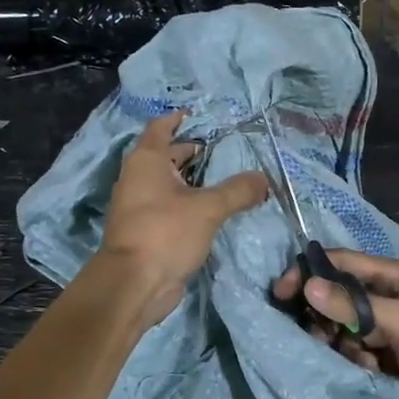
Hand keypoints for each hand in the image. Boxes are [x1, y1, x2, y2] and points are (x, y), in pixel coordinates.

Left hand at [99, 111, 267, 323]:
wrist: (134, 284)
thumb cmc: (165, 233)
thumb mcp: (208, 208)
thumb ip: (238, 190)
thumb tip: (264, 178)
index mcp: (146, 161)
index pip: (160, 128)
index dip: (178, 120)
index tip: (197, 115)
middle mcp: (138, 179)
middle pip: (164, 156)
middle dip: (190, 151)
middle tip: (221, 150)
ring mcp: (138, 206)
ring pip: (167, 184)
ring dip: (190, 180)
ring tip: (222, 179)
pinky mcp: (145, 231)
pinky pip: (169, 207)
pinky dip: (187, 202)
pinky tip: (210, 210)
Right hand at [272, 248, 398, 398]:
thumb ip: (359, 307)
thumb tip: (308, 286)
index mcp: (396, 276)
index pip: (341, 264)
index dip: (309, 274)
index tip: (281, 295)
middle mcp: (393, 296)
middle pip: (342, 298)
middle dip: (326, 317)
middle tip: (320, 340)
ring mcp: (398, 326)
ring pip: (351, 328)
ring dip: (344, 344)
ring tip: (359, 361)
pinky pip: (366, 352)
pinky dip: (361, 361)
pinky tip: (371, 372)